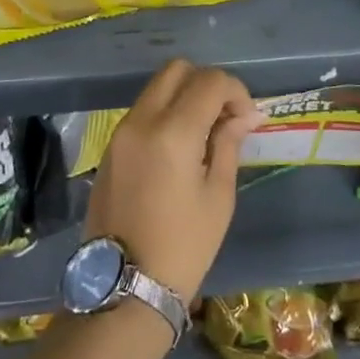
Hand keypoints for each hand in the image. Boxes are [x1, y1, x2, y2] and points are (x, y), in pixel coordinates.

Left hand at [85, 60, 260, 302]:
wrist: (124, 288)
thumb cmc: (183, 247)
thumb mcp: (218, 196)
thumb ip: (228, 144)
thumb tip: (243, 115)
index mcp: (173, 132)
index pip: (209, 81)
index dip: (236, 91)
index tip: (248, 119)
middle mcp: (142, 120)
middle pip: (177, 70)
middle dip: (207, 83)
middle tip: (225, 116)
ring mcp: (121, 131)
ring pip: (157, 87)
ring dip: (185, 95)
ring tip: (206, 132)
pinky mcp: (111, 146)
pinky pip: (143, 110)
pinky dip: (166, 112)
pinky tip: (181, 145)